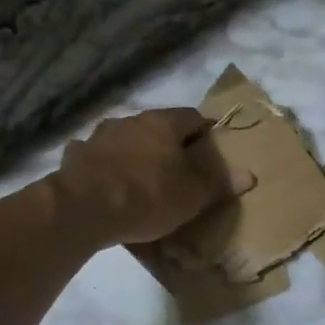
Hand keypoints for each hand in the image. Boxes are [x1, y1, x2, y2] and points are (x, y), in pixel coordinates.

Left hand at [50, 108, 254, 246]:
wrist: (84, 208)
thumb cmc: (148, 196)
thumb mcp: (193, 195)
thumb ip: (219, 183)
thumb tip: (249, 174)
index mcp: (163, 123)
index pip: (192, 117)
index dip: (204, 132)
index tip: (211, 150)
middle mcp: (130, 121)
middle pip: (156, 127)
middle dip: (168, 145)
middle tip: (178, 170)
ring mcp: (98, 137)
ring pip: (124, 139)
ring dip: (134, 153)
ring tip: (141, 178)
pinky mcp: (76, 157)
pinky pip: (95, 157)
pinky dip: (104, 166)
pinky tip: (106, 183)